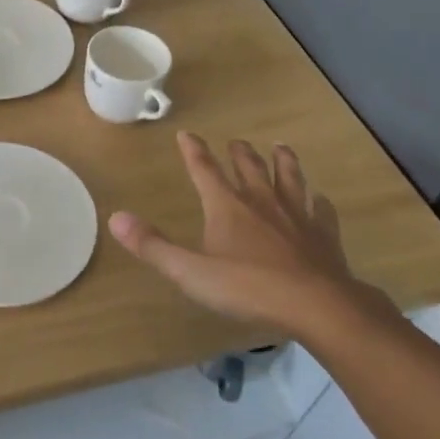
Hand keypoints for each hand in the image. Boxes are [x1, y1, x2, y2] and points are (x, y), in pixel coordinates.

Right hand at [108, 131, 387, 338]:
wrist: (317, 305)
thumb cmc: (248, 287)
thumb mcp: (190, 272)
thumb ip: (153, 246)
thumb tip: (116, 218)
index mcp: (227, 206)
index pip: (204, 170)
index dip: (193, 151)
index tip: (186, 134)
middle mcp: (261, 201)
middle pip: (249, 167)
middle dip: (239, 152)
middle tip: (236, 142)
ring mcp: (297, 215)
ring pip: (289, 178)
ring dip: (282, 161)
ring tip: (280, 147)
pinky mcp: (323, 234)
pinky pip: (321, 210)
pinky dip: (318, 201)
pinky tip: (320, 199)